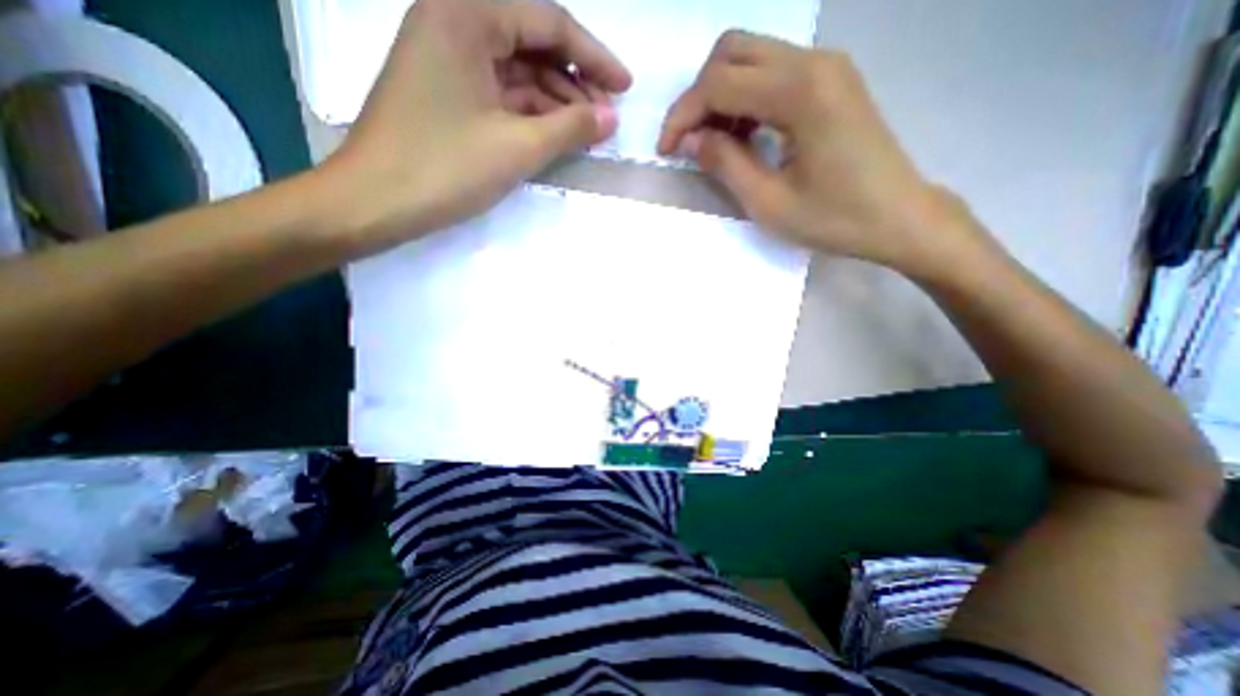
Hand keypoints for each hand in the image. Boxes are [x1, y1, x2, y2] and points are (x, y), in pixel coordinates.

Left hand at [319, 0, 629, 251]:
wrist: (375, 202)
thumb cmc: (445, 168)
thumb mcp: (519, 147)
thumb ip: (571, 127)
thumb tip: (611, 118)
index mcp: (466, 14)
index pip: (549, 23)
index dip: (594, 57)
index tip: (625, 87)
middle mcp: (454, 24)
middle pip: (534, 45)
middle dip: (576, 84)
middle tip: (606, 121)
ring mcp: (449, 61)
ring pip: (520, 74)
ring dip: (556, 103)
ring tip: (587, 134)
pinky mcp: (448, 94)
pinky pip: (502, 96)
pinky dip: (532, 115)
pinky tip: (555, 136)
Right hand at [657, 30, 989, 277]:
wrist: (898, 217)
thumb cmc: (834, 219)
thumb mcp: (768, 203)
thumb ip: (724, 163)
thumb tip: (689, 140)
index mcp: (800, 92)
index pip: (719, 83)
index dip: (683, 116)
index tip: (666, 151)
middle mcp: (814, 62)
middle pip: (732, 51)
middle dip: (699, 97)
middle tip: (690, 142)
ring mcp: (826, 67)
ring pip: (751, 57)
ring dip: (721, 96)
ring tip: (714, 144)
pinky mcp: (831, 81)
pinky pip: (773, 73)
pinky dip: (745, 98)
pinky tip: (743, 134)